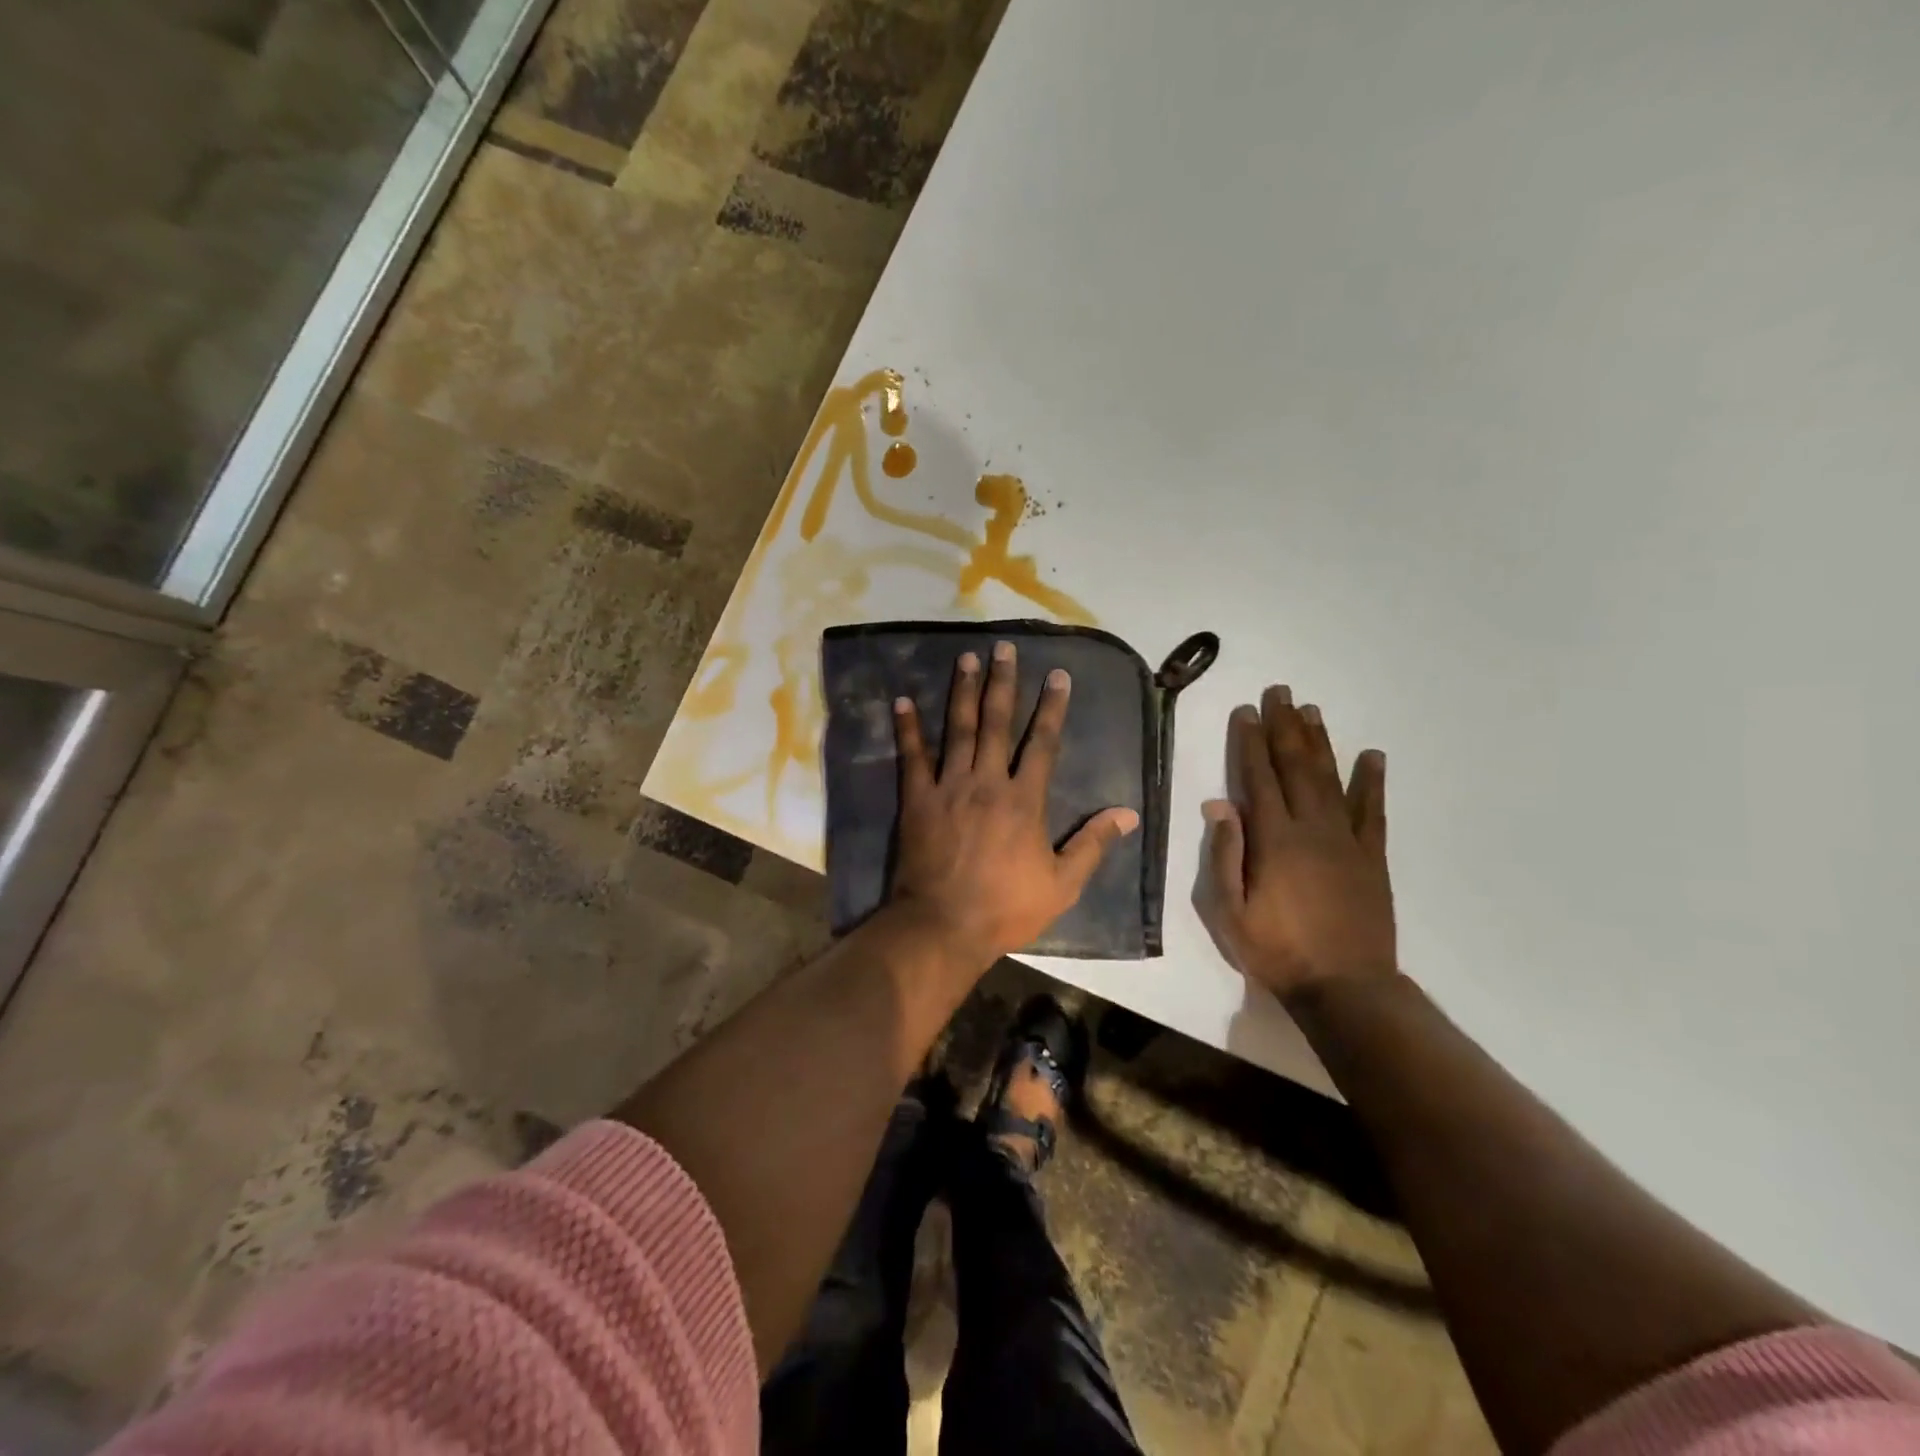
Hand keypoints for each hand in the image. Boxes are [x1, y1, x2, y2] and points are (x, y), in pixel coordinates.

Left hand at [890, 641, 1140, 968]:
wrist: (944, 926)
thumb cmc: (1006, 908)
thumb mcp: (1062, 885)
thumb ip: (1093, 845)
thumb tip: (1128, 813)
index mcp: (1025, 800)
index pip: (1043, 743)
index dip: (1052, 707)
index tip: (1058, 675)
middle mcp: (987, 782)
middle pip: (998, 723)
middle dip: (1003, 682)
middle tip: (1004, 647)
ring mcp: (949, 787)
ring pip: (958, 729)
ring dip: (963, 692)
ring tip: (966, 658)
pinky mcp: (917, 799)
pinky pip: (912, 757)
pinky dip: (908, 728)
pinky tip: (903, 701)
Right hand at [1194, 685, 1395, 1002]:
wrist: (1346, 987)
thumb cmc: (1277, 951)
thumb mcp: (1230, 911)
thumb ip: (1225, 855)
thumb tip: (1219, 804)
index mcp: (1274, 840)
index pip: (1258, 778)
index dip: (1250, 742)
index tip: (1246, 711)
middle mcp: (1312, 829)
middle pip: (1296, 767)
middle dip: (1285, 727)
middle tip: (1280, 692)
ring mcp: (1347, 841)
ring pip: (1331, 779)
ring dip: (1320, 742)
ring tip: (1312, 710)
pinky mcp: (1372, 858)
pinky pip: (1372, 811)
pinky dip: (1372, 781)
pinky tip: (1373, 755)